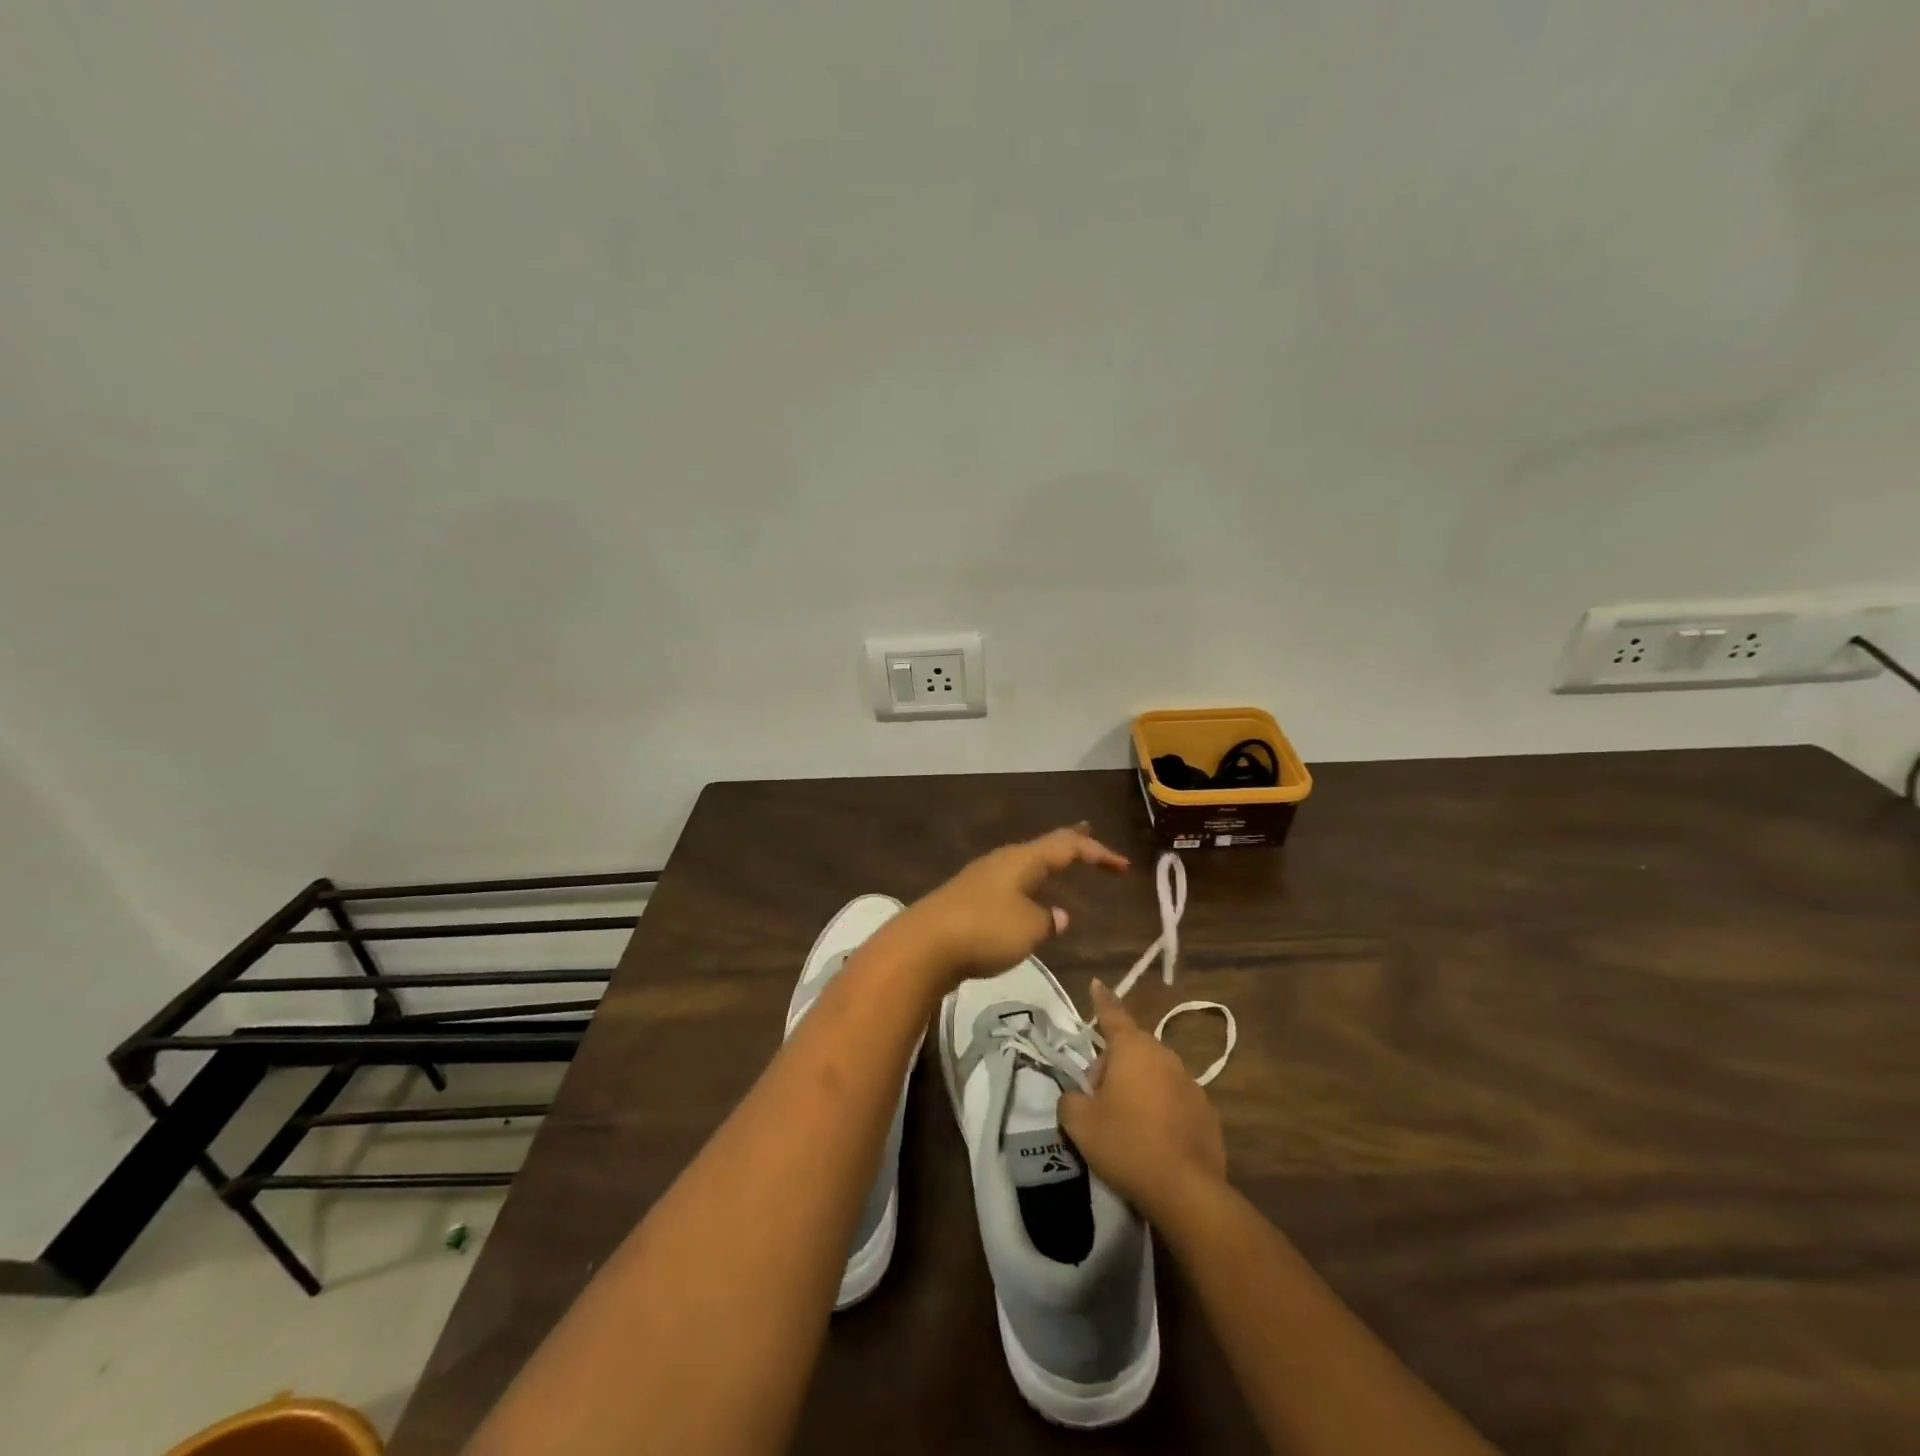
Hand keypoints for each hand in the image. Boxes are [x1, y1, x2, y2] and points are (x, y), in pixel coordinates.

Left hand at [896, 825, 1128, 989]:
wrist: (923, 946)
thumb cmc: (984, 930)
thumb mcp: (1029, 929)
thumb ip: (1048, 921)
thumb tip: (1058, 916)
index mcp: (1022, 859)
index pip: (1068, 846)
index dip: (1098, 853)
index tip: (1123, 866)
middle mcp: (1002, 861)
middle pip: (1043, 847)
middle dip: (1070, 844)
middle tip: (1089, 834)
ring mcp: (982, 879)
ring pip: (1024, 865)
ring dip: (1047, 865)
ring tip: (1062, 865)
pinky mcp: (967, 900)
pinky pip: (1009, 885)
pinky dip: (1029, 886)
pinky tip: (1028, 902)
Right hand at [1060, 980, 1226, 1222]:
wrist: (1186, 1191)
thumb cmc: (1126, 1144)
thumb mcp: (1079, 1123)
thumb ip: (1070, 1099)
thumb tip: (1077, 1097)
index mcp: (1133, 1049)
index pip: (1112, 1015)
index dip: (1101, 1000)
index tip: (1097, 983)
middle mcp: (1165, 1056)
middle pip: (1131, 1050)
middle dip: (1112, 1067)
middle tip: (1097, 1099)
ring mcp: (1190, 1084)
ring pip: (1154, 1075)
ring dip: (1137, 1088)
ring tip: (1125, 1124)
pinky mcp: (1206, 1113)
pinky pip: (1173, 1100)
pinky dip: (1160, 1110)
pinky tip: (1152, 1141)